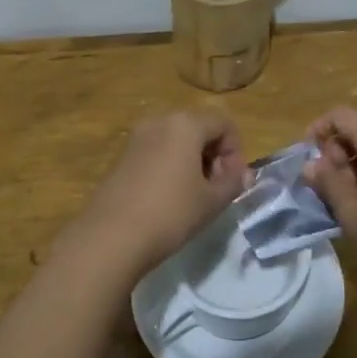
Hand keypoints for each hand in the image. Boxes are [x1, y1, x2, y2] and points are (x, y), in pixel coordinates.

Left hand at [58, 112, 248, 284]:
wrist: (111, 237)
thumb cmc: (170, 213)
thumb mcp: (212, 201)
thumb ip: (234, 182)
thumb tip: (245, 174)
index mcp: (185, 124)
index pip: (224, 123)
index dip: (236, 151)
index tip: (232, 182)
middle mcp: (159, 120)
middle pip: (199, 127)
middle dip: (214, 154)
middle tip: (216, 189)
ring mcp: (136, 137)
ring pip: (177, 139)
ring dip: (193, 160)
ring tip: (194, 195)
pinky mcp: (121, 156)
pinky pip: (156, 150)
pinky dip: (170, 165)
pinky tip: (168, 197)